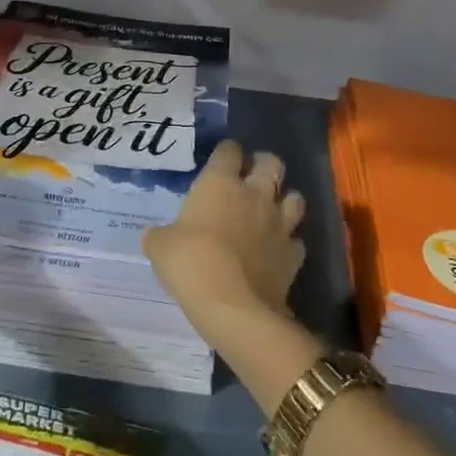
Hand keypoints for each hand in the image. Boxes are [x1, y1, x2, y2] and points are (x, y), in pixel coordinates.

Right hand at [143, 138, 305, 353]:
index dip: (226, 152)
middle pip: (272, 163)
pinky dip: (288, 241)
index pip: (229, 150)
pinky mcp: (294, 254)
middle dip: (263, 165)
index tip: (220, 160)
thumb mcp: (159, 246)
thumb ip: (162, 234)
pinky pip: (296, 239)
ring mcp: (279, 224)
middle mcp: (255, 195)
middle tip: (251, 177)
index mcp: (220, 183)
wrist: (232, 305)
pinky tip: (277, 249)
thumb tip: (159, 236)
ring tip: (271, 210)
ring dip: (284, 200)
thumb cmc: (191, 263)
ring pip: (295, 197)